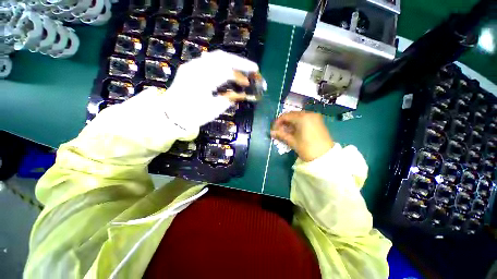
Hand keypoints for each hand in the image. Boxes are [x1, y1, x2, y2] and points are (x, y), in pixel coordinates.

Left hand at [161, 50, 258, 130]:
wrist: (171, 115)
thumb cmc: (193, 115)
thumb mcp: (213, 110)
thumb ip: (229, 99)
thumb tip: (243, 94)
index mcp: (201, 81)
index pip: (225, 72)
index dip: (240, 76)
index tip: (249, 83)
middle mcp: (195, 68)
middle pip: (222, 57)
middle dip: (240, 62)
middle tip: (254, 68)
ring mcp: (192, 65)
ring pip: (216, 56)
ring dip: (232, 60)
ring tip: (244, 67)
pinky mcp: (191, 67)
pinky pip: (210, 61)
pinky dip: (223, 63)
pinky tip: (230, 68)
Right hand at [271, 111, 333, 161]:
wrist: (325, 157)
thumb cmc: (307, 149)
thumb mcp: (292, 142)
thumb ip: (281, 135)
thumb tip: (271, 132)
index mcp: (303, 118)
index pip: (286, 116)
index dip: (278, 122)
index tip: (274, 129)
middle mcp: (309, 114)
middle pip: (292, 115)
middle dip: (284, 122)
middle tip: (279, 130)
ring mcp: (314, 117)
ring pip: (298, 116)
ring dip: (290, 122)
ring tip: (285, 131)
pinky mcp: (318, 121)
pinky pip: (304, 119)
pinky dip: (297, 123)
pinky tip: (294, 130)